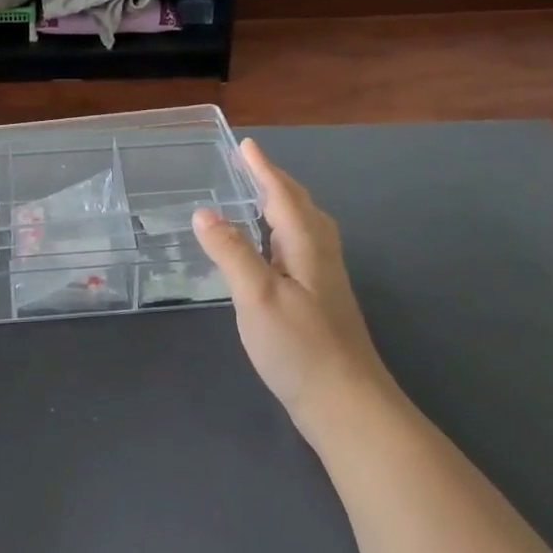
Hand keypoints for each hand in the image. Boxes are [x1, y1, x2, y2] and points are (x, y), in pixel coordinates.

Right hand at [192, 140, 396, 443]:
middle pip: (299, 206)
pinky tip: (272, 253)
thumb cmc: (300, 347)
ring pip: (304, 227)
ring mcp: (325, 280)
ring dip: (282, 205)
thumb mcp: (257, 296)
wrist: (348, 407)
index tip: (246, 145)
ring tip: (258, 199)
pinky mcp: (322, 302)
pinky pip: (301, 248)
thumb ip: (231, 251)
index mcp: (306, 245)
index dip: (262, 169)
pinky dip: (283, 232)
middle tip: (250, 166)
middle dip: (274, 182)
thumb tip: (203, 212)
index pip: (281, 195)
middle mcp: (320, 254)